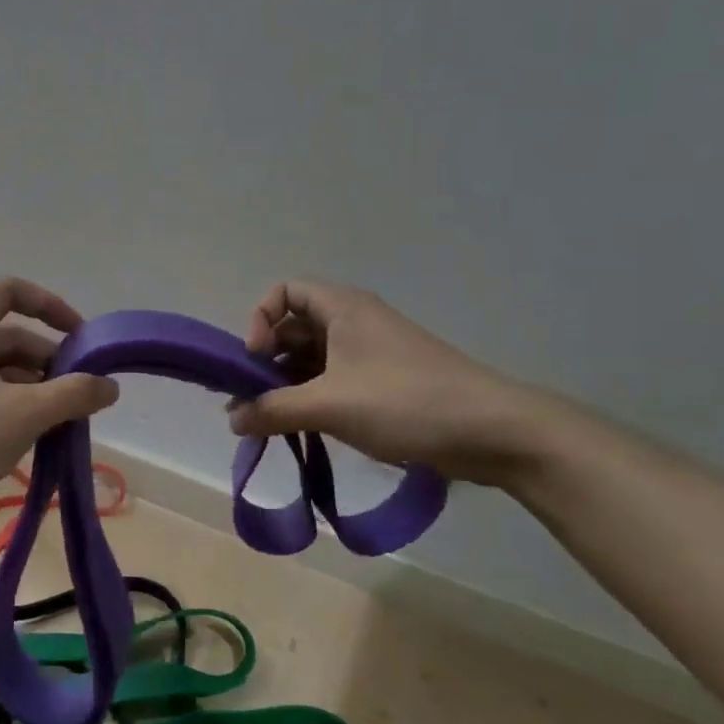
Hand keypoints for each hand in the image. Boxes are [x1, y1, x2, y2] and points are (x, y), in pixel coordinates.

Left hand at [0, 278, 119, 536]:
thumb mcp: (22, 415)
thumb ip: (72, 395)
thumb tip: (109, 386)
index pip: (11, 292)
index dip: (51, 306)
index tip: (80, 338)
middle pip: (7, 338)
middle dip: (48, 363)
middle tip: (78, 396)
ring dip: (30, 390)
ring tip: (59, 423)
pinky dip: (7, 408)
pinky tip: (26, 440)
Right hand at [228, 281, 543, 484]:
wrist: (491, 431)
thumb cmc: (404, 402)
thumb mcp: (328, 405)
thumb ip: (272, 409)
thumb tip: (232, 420)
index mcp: (342, 308)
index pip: (284, 292)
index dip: (261, 320)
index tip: (256, 360)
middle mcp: (355, 322)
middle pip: (294, 327)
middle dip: (267, 361)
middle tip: (251, 401)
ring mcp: (371, 353)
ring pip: (313, 359)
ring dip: (286, 385)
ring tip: (268, 422)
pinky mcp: (385, 383)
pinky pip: (334, 381)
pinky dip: (312, 399)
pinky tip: (301, 429)